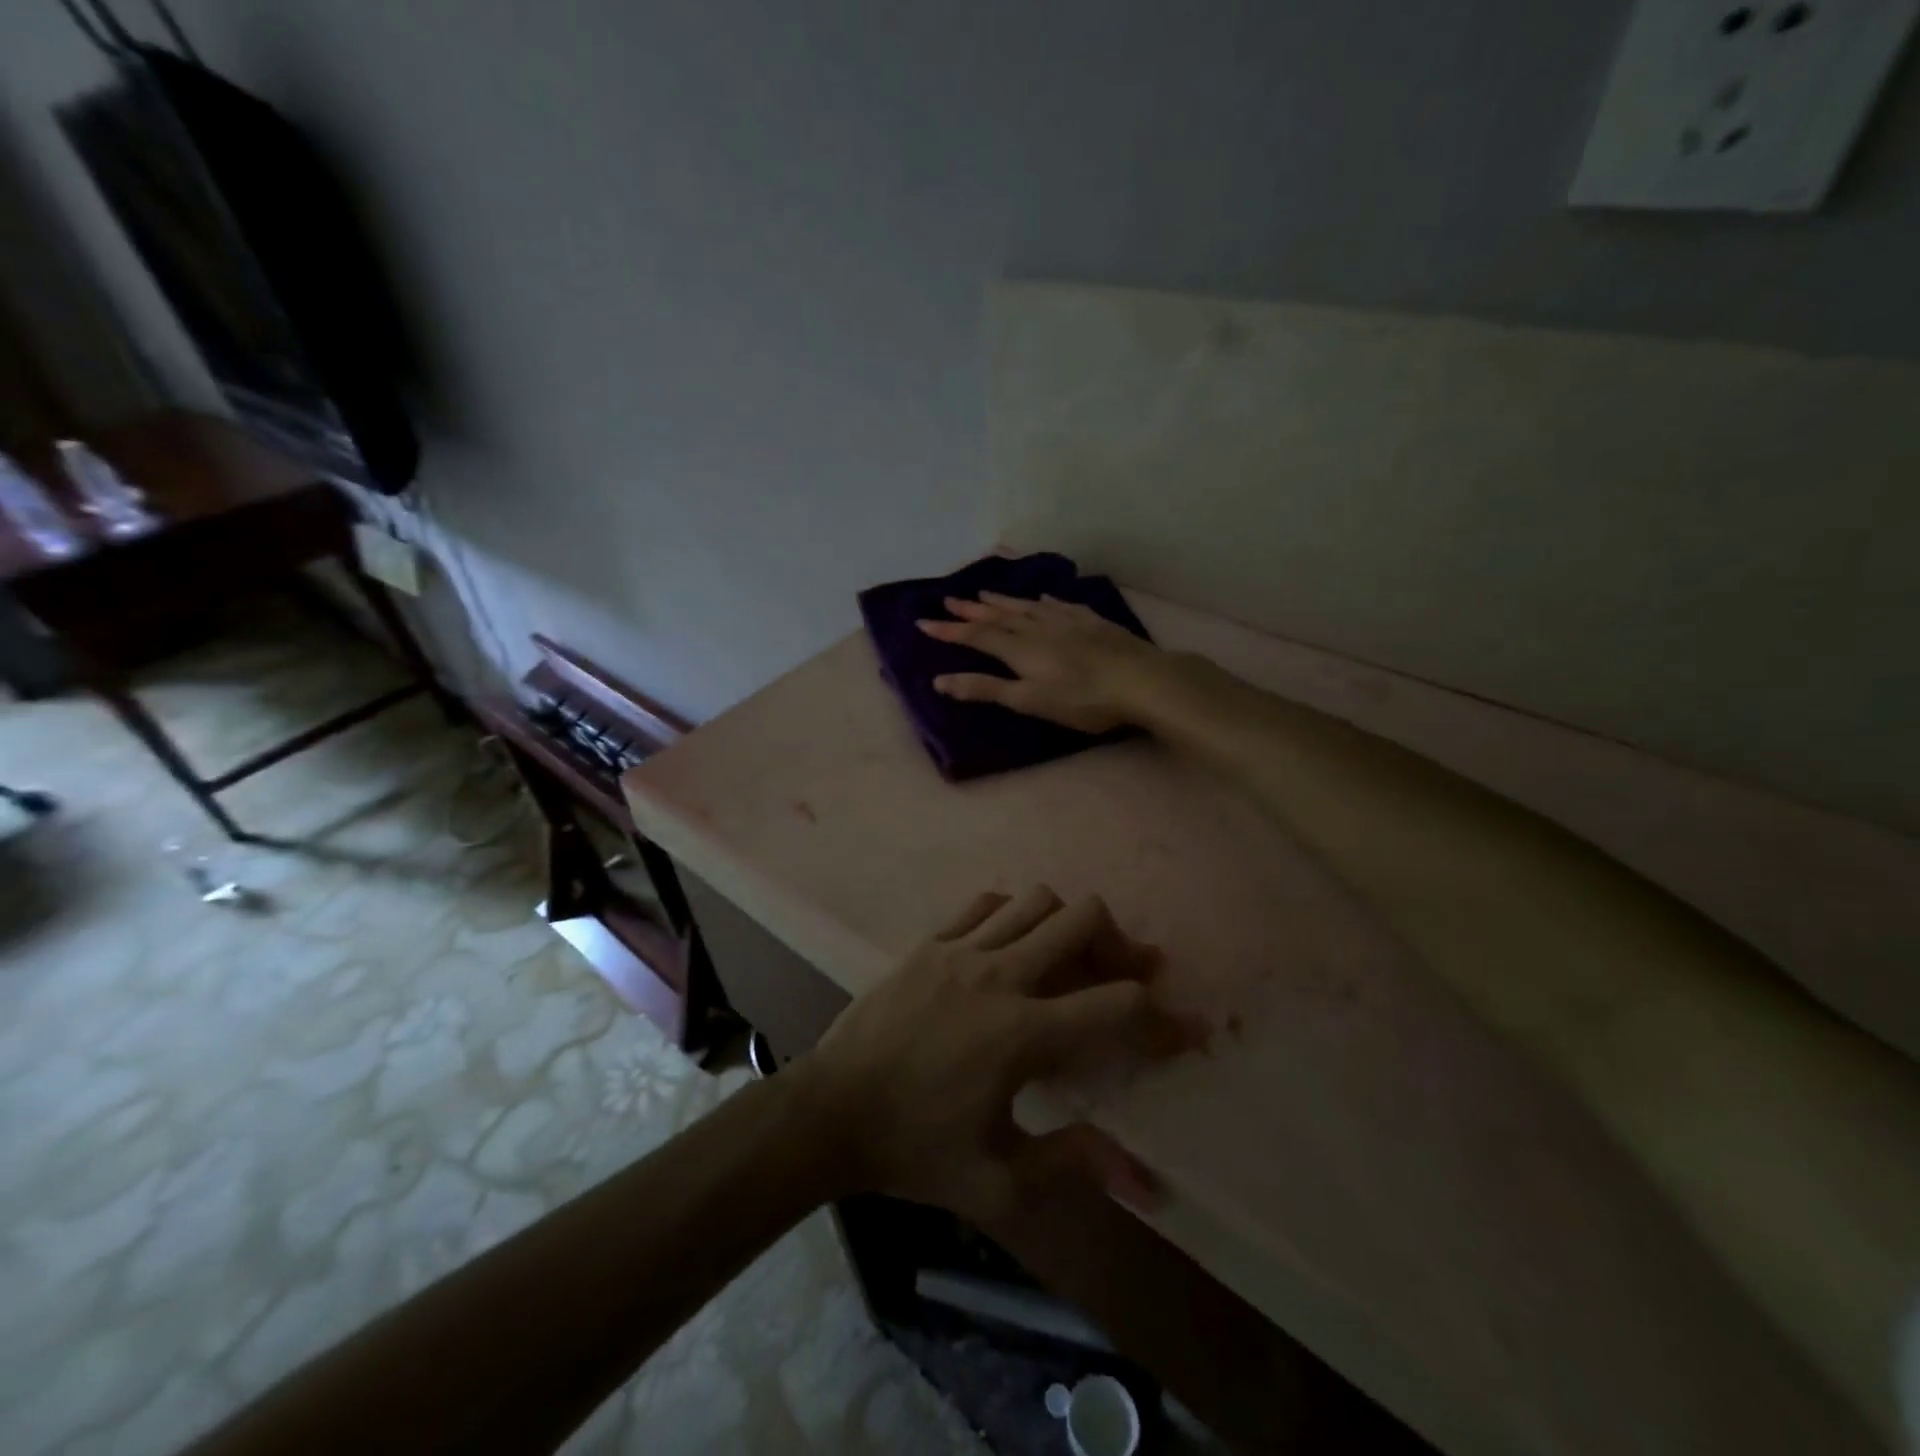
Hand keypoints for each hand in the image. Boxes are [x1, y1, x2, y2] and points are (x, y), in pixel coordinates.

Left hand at [797, 886, 1204, 1226]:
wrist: (831, 1111)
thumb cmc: (915, 1150)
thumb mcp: (999, 1181)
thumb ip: (1074, 1166)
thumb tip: (1148, 1183)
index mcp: (1022, 1034)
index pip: (1115, 1004)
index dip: (1163, 1017)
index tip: (1185, 1030)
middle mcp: (1000, 976)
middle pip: (1082, 919)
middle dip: (1118, 943)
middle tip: (1125, 972)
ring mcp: (961, 950)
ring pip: (1036, 900)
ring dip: (1065, 923)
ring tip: (1068, 957)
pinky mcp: (930, 942)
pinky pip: (986, 903)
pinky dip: (1013, 914)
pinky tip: (1011, 946)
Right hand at [916, 592, 1167, 734]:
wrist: (1141, 680)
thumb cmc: (1083, 699)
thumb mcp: (1030, 701)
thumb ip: (986, 689)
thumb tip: (939, 680)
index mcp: (1020, 649)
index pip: (976, 636)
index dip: (949, 630)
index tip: (922, 621)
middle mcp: (1037, 628)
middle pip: (998, 616)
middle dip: (971, 610)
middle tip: (948, 600)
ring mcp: (1066, 621)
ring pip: (1026, 606)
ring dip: (1002, 600)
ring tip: (983, 594)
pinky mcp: (1091, 622)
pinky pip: (1059, 605)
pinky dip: (1043, 601)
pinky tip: (1041, 598)